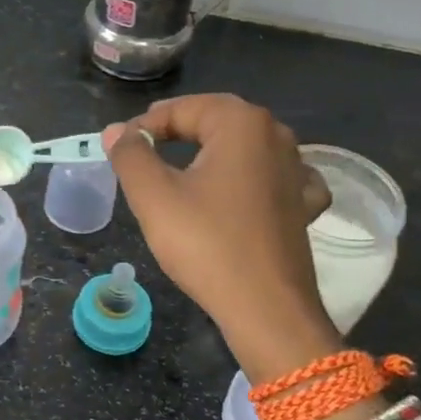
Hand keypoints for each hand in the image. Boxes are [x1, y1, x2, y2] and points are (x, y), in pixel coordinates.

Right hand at [104, 94, 339, 384]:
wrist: (267, 309)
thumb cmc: (206, 244)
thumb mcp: (153, 196)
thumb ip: (130, 155)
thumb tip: (116, 131)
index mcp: (241, 123)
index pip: (181, 110)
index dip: (145, 126)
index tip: (120, 149)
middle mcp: (277, 136)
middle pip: (216, 122)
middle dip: (178, 132)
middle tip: (143, 152)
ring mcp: (297, 171)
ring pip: (244, 148)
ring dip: (212, 154)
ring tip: (182, 172)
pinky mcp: (304, 206)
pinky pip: (272, 177)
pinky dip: (250, 179)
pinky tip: (240, 193)